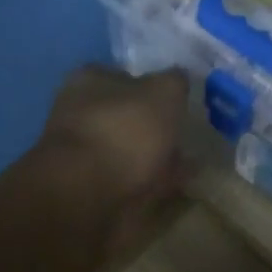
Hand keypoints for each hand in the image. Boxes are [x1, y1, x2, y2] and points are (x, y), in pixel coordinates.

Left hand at [34, 65, 190, 256]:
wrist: (87, 195)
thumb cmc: (123, 131)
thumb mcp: (163, 92)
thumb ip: (175, 81)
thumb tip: (179, 78)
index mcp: (89, 81)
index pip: (124, 76)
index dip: (153, 86)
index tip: (179, 101)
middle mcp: (80, 113)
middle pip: (126, 115)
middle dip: (155, 125)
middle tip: (187, 134)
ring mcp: (84, 154)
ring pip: (129, 149)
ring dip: (156, 156)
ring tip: (190, 163)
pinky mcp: (91, 189)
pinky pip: (131, 179)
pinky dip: (152, 182)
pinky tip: (177, 185)